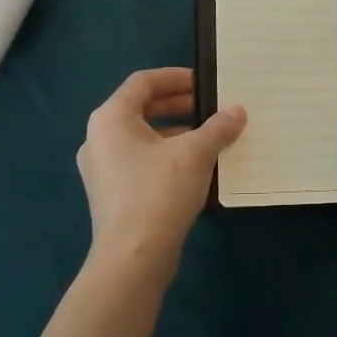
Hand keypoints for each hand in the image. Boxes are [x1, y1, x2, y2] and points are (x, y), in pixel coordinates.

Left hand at [76, 67, 246, 267]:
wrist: (132, 259)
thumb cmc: (159, 192)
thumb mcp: (195, 153)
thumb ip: (218, 127)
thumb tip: (238, 111)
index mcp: (110, 118)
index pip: (143, 82)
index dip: (176, 77)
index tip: (205, 82)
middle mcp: (98, 138)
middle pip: (141, 108)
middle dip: (179, 105)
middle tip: (211, 107)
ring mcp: (100, 168)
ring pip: (142, 137)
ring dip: (175, 132)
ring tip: (209, 137)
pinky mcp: (110, 194)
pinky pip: (139, 161)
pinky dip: (165, 155)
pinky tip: (194, 168)